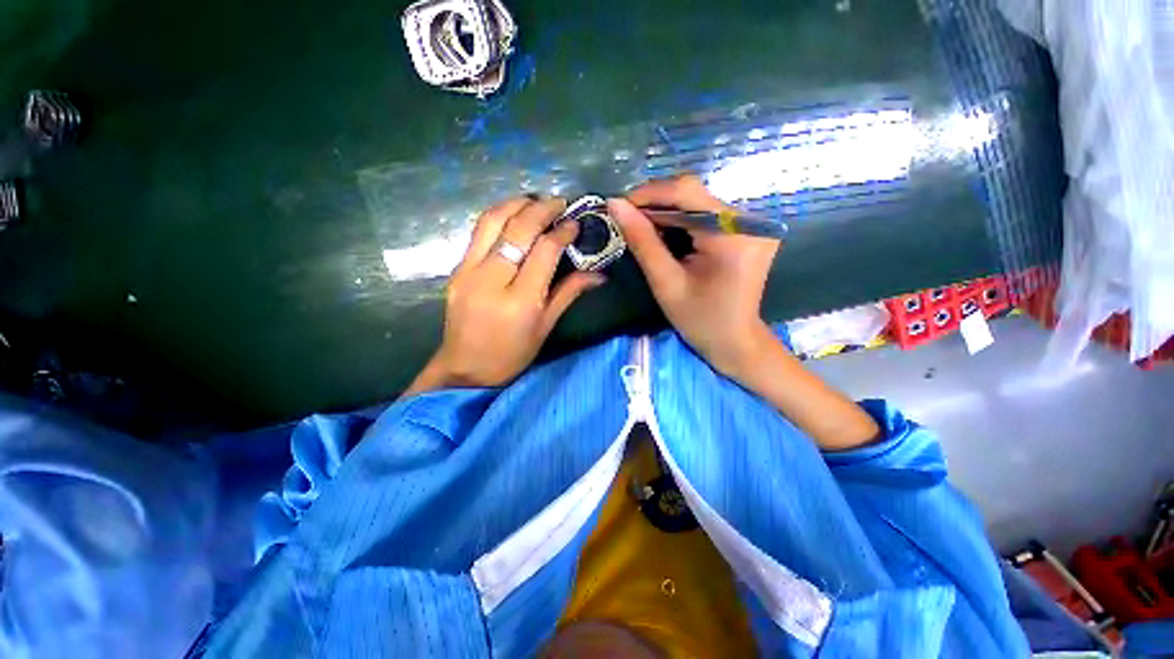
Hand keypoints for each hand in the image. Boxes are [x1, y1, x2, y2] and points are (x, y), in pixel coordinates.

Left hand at [404, 198, 603, 395]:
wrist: (465, 368)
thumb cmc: (512, 354)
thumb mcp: (546, 327)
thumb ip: (569, 293)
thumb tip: (599, 274)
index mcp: (520, 300)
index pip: (545, 251)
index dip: (563, 232)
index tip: (575, 223)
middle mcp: (492, 280)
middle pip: (518, 229)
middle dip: (542, 209)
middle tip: (560, 203)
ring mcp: (468, 271)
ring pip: (492, 221)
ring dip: (516, 204)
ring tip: (536, 202)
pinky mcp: (456, 269)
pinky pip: (479, 232)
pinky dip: (499, 216)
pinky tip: (513, 216)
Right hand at [609, 175, 780, 376]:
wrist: (735, 341)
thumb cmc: (699, 320)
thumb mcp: (666, 283)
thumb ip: (642, 242)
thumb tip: (616, 205)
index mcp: (731, 236)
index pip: (687, 193)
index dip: (649, 194)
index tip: (620, 206)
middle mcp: (748, 222)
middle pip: (694, 195)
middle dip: (656, 204)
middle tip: (628, 220)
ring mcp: (751, 225)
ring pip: (699, 202)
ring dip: (667, 211)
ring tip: (642, 228)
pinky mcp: (747, 231)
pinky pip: (708, 214)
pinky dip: (682, 220)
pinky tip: (665, 233)